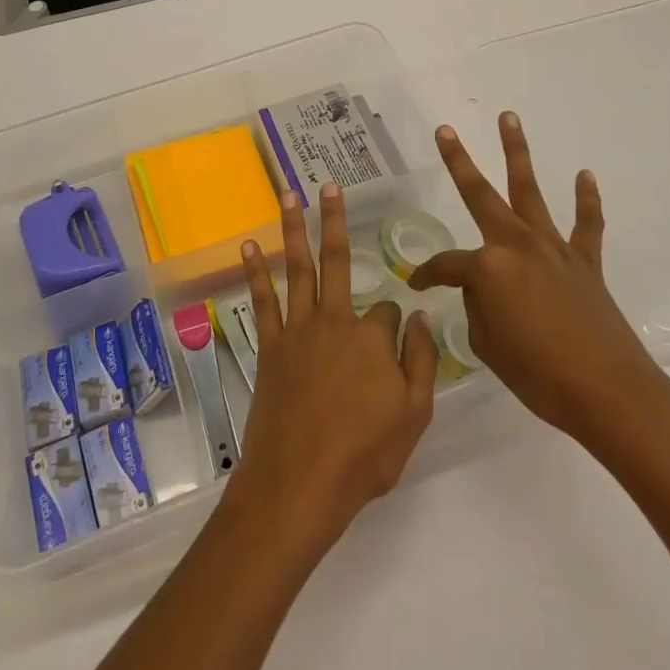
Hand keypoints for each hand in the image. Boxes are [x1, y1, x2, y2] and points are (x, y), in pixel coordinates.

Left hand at [227, 183, 438, 560]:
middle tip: (329, 185)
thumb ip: (421, 362)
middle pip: (338, 260)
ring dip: (294, 228)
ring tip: (289, 194)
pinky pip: (262, 300)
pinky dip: (255, 271)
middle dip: (335, 220)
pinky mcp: (270, 346)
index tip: (396, 351)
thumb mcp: (414, 415)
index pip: (390, 313)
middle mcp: (335, 320)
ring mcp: (298, 330)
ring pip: (298, 267)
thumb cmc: (363, 455)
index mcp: (373, 337)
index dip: (396, 329)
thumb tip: (421, 316)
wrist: (299, 484)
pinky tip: (248, 246)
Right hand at [408, 112, 669, 455]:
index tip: (417, 284)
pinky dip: (586, 199)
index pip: (446, 264)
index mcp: (488, 267)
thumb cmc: (538, 374)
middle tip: (445, 131)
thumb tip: (484, 291)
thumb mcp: (487, 345)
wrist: (608, 393)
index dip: (427, 275)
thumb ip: (479, 308)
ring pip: (530, 191)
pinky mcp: (585, 263)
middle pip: (481, 196)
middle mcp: (517, 245)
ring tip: (509, 118)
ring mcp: (553, 250)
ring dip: (518, 153)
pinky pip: (586, 224)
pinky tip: (583, 175)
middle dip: (459, 162)